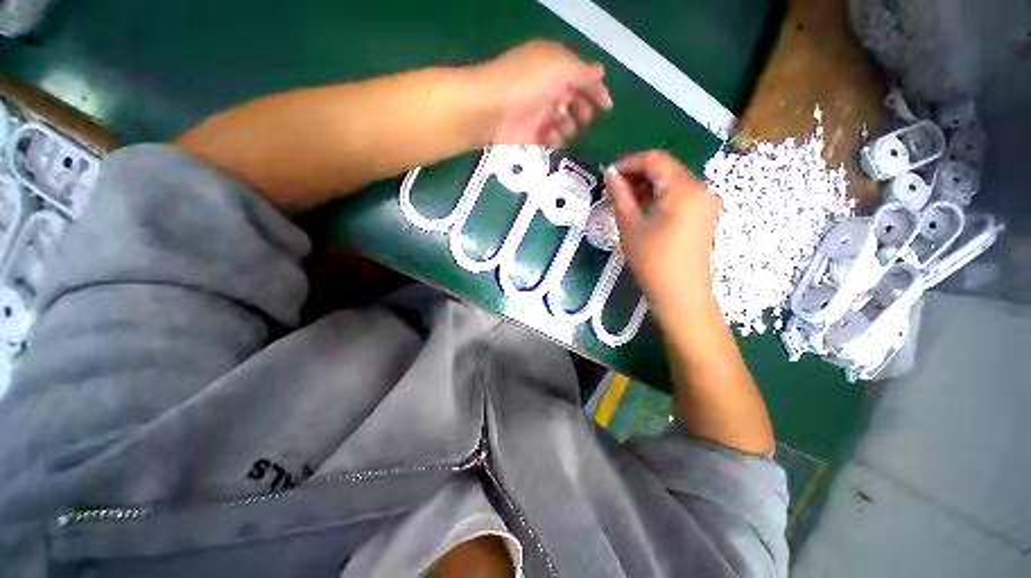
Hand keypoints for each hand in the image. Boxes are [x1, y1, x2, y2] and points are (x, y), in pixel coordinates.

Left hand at [472, 41, 611, 147]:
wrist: (491, 110)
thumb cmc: (527, 83)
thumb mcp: (560, 68)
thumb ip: (583, 73)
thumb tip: (601, 72)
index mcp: (555, 67)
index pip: (581, 78)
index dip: (596, 92)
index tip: (607, 108)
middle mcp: (548, 89)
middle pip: (573, 103)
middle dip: (582, 112)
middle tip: (583, 120)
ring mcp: (538, 113)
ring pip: (563, 123)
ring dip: (568, 127)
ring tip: (563, 129)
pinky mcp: (530, 135)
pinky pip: (549, 139)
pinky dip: (554, 141)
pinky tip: (552, 140)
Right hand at [604, 151, 720, 320]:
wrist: (679, 294)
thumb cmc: (651, 260)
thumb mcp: (630, 225)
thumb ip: (620, 194)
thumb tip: (610, 173)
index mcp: (684, 188)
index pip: (655, 159)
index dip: (629, 162)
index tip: (608, 175)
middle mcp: (701, 188)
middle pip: (666, 169)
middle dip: (637, 175)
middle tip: (613, 190)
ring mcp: (705, 202)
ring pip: (672, 182)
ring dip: (647, 187)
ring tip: (624, 201)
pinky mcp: (704, 215)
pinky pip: (679, 196)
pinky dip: (659, 197)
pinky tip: (642, 210)